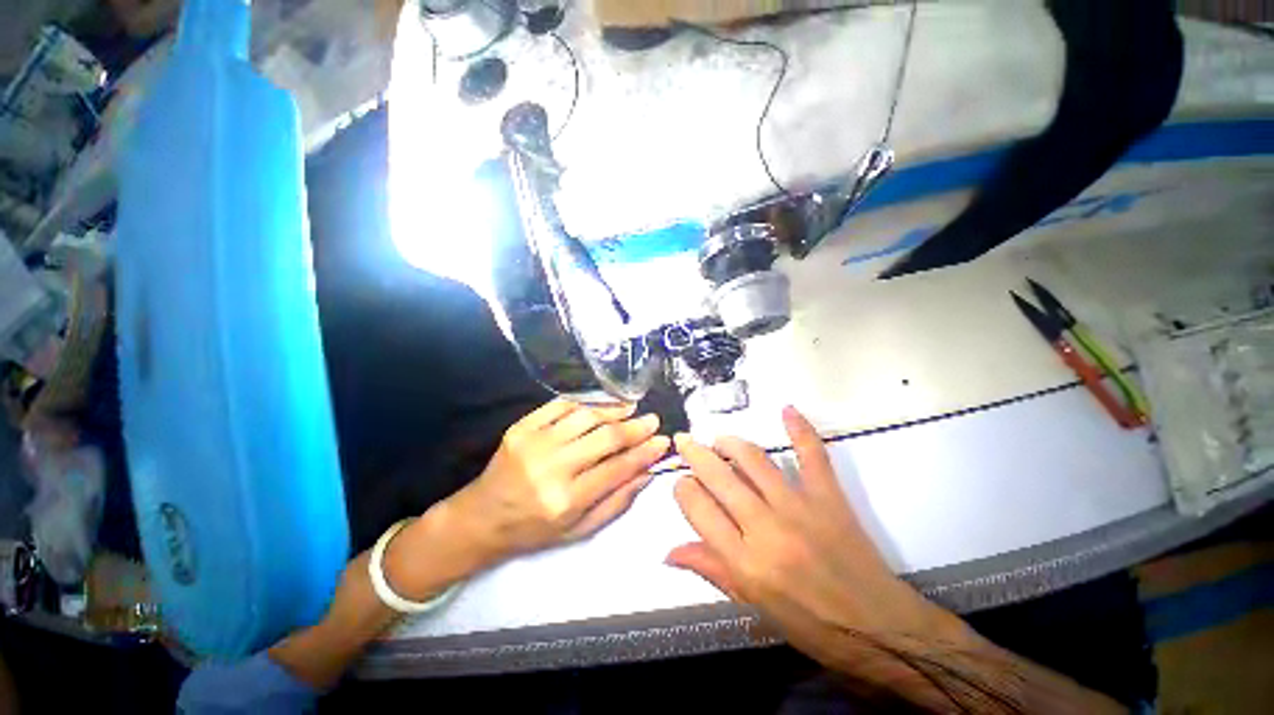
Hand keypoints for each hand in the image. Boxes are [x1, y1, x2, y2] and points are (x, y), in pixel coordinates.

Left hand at [450, 398, 669, 555]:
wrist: (482, 517)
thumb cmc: (534, 530)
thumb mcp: (578, 530)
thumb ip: (616, 501)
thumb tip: (647, 472)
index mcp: (566, 500)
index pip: (617, 468)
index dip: (644, 452)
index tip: (662, 441)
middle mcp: (552, 467)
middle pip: (605, 437)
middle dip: (635, 427)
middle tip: (652, 420)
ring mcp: (534, 442)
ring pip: (586, 416)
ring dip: (613, 410)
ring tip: (631, 408)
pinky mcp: (521, 426)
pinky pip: (560, 404)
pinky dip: (586, 402)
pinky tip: (601, 405)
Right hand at [666, 408, 1124, 713]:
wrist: (880, 629)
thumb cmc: (812, 626)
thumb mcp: (754, 607)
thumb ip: (712, 571)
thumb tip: (669, 552)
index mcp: (745, 562)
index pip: (699, 510)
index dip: (683, 490)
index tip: (681, 482)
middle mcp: (766, 528)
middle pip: (720, 478)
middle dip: (696, 454)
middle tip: (685, 441)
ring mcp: (799, 507)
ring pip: (754, 460)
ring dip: (730, 443)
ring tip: (718, 438)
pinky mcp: (829, 497)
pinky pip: (813, 455)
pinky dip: (800, 429)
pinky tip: (787, 409)